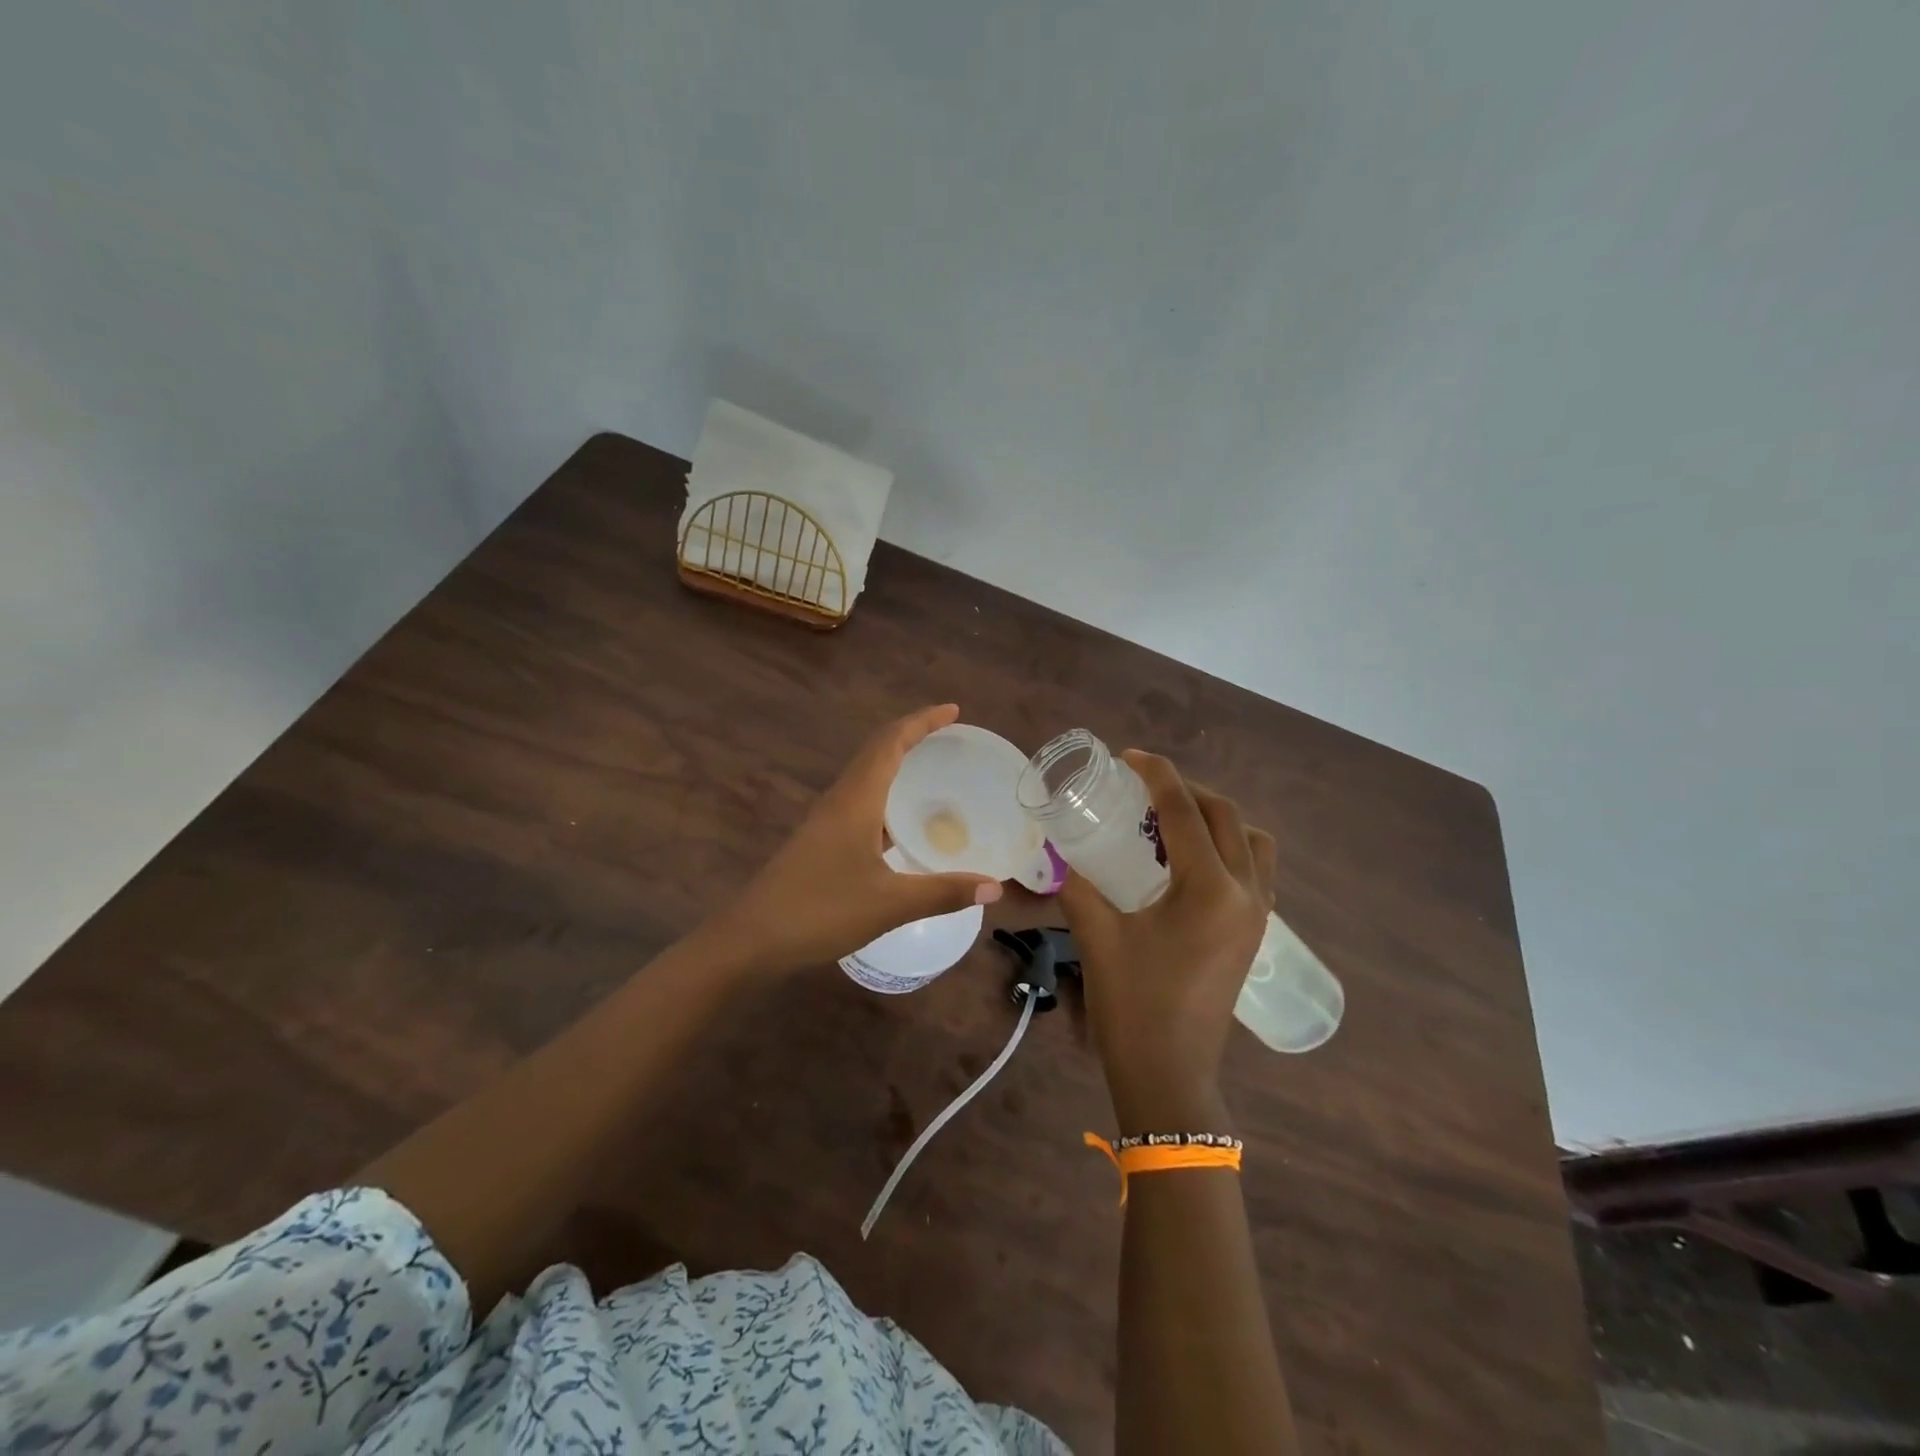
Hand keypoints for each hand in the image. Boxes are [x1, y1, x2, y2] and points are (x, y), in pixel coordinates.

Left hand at [707, 704, 1004, 975]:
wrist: (751, 939)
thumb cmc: (820, 911)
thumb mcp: (889, 904)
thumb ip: (943, 892)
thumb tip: (995, 888)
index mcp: (855, 800)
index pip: (890, 742)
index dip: (922, 722)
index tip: (953, 711)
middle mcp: (839, 800)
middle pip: (877, 752)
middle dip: (913, 737)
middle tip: (950, 737)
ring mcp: (826, 821)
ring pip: (866, 777)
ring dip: (898, 765)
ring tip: (934, 774)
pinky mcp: (820, 842)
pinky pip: (860, 803)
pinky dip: (887, 798)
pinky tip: (904, 827)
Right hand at [1059, 751, 1275, 1132]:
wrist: (1170, 1076)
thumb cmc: (1133, 1005)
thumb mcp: (1098, 936)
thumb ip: (1078, 885)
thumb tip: (1060, 852)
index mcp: (1209, 889)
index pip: (1185, 812)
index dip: (1158, 775)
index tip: (1130, 756)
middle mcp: (1246, 893)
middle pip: (1227, 817)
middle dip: (1188, 791)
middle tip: (1145, 787)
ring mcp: (1258, 915)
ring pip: (1251, 842)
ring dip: (1217, 818)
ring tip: (1172, 821)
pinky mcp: (1254, 934)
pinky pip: (1254, 869)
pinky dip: (1227, 848)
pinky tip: (1186, 862)